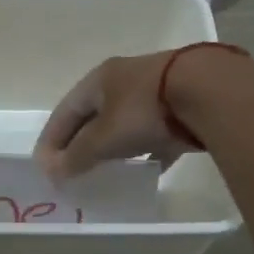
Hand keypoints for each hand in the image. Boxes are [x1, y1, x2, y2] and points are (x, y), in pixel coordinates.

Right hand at [33, 52, 195, 181]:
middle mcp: (124, 80)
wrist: (209, 92)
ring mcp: (155, 91)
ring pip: (125, 123)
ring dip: (112, 146)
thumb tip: (54, 173)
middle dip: (80, 142)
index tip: (44, 167)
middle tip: (71, 170)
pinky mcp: (181, 107)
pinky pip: (155, 133)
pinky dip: (146, 151)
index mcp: (99, 80)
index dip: (52, 139)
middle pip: (94, 115)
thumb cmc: (144, 110)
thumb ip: (78, 156)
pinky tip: (148, 170)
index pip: (65, 111)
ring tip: (105, 171)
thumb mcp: (104, 137)